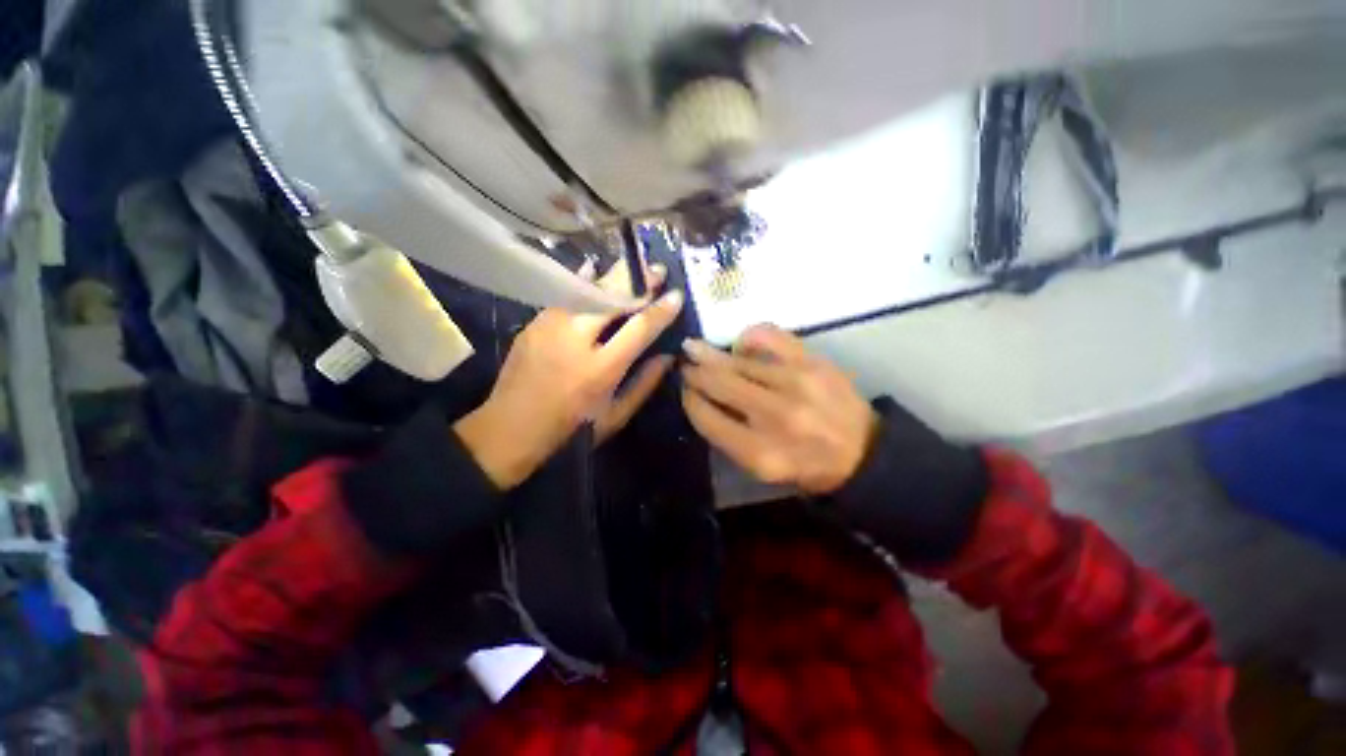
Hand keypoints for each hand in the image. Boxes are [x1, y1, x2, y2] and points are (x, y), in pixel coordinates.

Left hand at [455, 260, 683, 489]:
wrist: (509, 430)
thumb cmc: (570, 430)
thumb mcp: (615, 416)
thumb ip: (645, 384)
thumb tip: (668, 357)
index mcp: (600, 369)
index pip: (639, 329)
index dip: (660, 310)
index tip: (677, 295)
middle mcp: (574, 339)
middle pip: (611, 298)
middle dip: (638, 281)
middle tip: (657, 269)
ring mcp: (550, 326)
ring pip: (587, 289)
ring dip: (613, 278)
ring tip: (632, 269)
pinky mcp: (534, 322)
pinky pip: (566, 295)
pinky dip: (585, 283)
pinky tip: (595, 273)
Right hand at [681, 324, 877, 494]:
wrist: (863, 453)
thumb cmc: (806, 466)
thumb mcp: (762, 468)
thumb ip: (728, 437)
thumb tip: (701, 398)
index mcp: (759, 453)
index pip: (707, 418)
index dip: (689, 400)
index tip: (683, 390)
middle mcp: (775, 416)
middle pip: (718, 384)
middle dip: (694, 373)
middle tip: (683, 365)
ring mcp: (796, 384)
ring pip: (736, 361)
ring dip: (710, 354)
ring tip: (696, 349)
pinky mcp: (812, 362)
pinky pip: (768, 336)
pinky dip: (748, 337)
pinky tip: (740, 345)